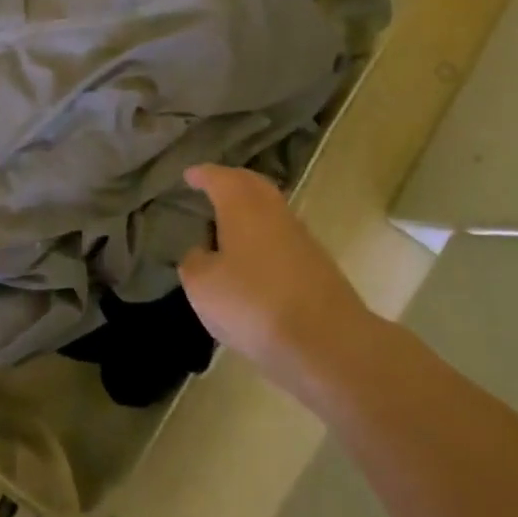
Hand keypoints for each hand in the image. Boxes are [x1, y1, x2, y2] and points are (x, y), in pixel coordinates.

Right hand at [178, 164, 372, 387]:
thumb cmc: (254, 303)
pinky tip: (254, 256)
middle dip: (231, 182)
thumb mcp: (203, 286)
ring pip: (271, 210)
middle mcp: (274, 211)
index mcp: (242, 206)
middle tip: (213, 186)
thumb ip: (194, 262)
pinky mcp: (318, 264)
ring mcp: (301, 237)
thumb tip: (201, 253)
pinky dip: (264, 236)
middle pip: (252, 185)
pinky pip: (283, 237)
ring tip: (230, 221)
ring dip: (251, 209)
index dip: (203, 175)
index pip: (219, 178)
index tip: (190, 175)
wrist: (327, 342)